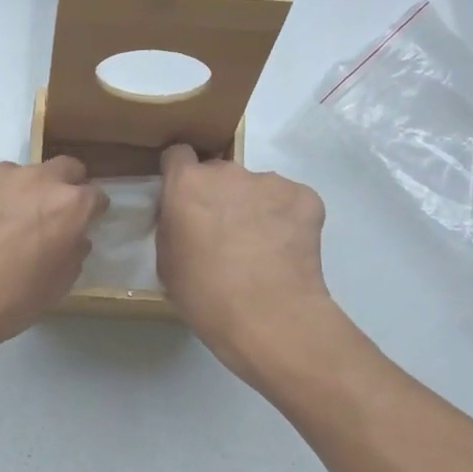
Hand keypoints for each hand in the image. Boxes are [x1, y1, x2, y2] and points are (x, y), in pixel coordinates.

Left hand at [0, 147, 105, 367]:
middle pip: (64, 169)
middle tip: (43, 216)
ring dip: (15, 190)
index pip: (95, 196)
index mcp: (69, 208)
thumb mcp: (51, 292)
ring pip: (18, 171)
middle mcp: (38, 179)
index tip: (79, 226)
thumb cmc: (0, 305)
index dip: (89, 212)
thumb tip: (74, 240)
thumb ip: (71, 258)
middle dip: (61, 188)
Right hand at [157, 144, 340, 382]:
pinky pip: (288, 201)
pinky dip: (285, 219)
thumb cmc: (204, 295)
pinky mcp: (306, 197)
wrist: (268, 316)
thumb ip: (172, 226)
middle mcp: (228, 172)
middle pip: (219, 173)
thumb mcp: (166, 262)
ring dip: (253, 207)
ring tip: (258, 248)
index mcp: (187, 185)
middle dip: (218, 196)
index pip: (177, 155)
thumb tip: (185, 217)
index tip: (182, 199)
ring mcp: (271, 182)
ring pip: (256, 187)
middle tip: (222, 234)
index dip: (179, 175)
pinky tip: (283, 251)